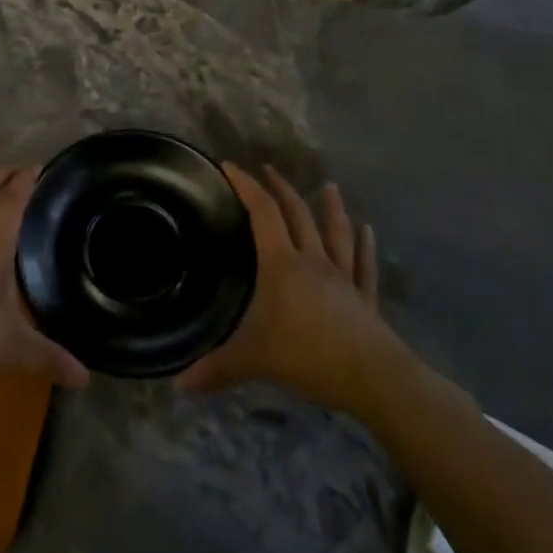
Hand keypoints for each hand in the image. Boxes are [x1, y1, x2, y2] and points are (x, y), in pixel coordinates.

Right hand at [175, 163, 383, 401]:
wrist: (374, 378)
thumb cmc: (309, 356)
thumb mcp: (254, 360)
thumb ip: (216, 369)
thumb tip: (178, 386)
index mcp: (283, 265)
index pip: (262, 213)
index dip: (246, 186)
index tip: (230, 166)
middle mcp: (314, 261)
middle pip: (297, 214)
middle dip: (281, 188)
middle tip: (268, 169)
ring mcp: (344, 278)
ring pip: (336, 232)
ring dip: (330, 207)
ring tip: (329, 185)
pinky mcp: (366, 299)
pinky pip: (364, 265)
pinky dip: (365, 246)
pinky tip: (368, 230)